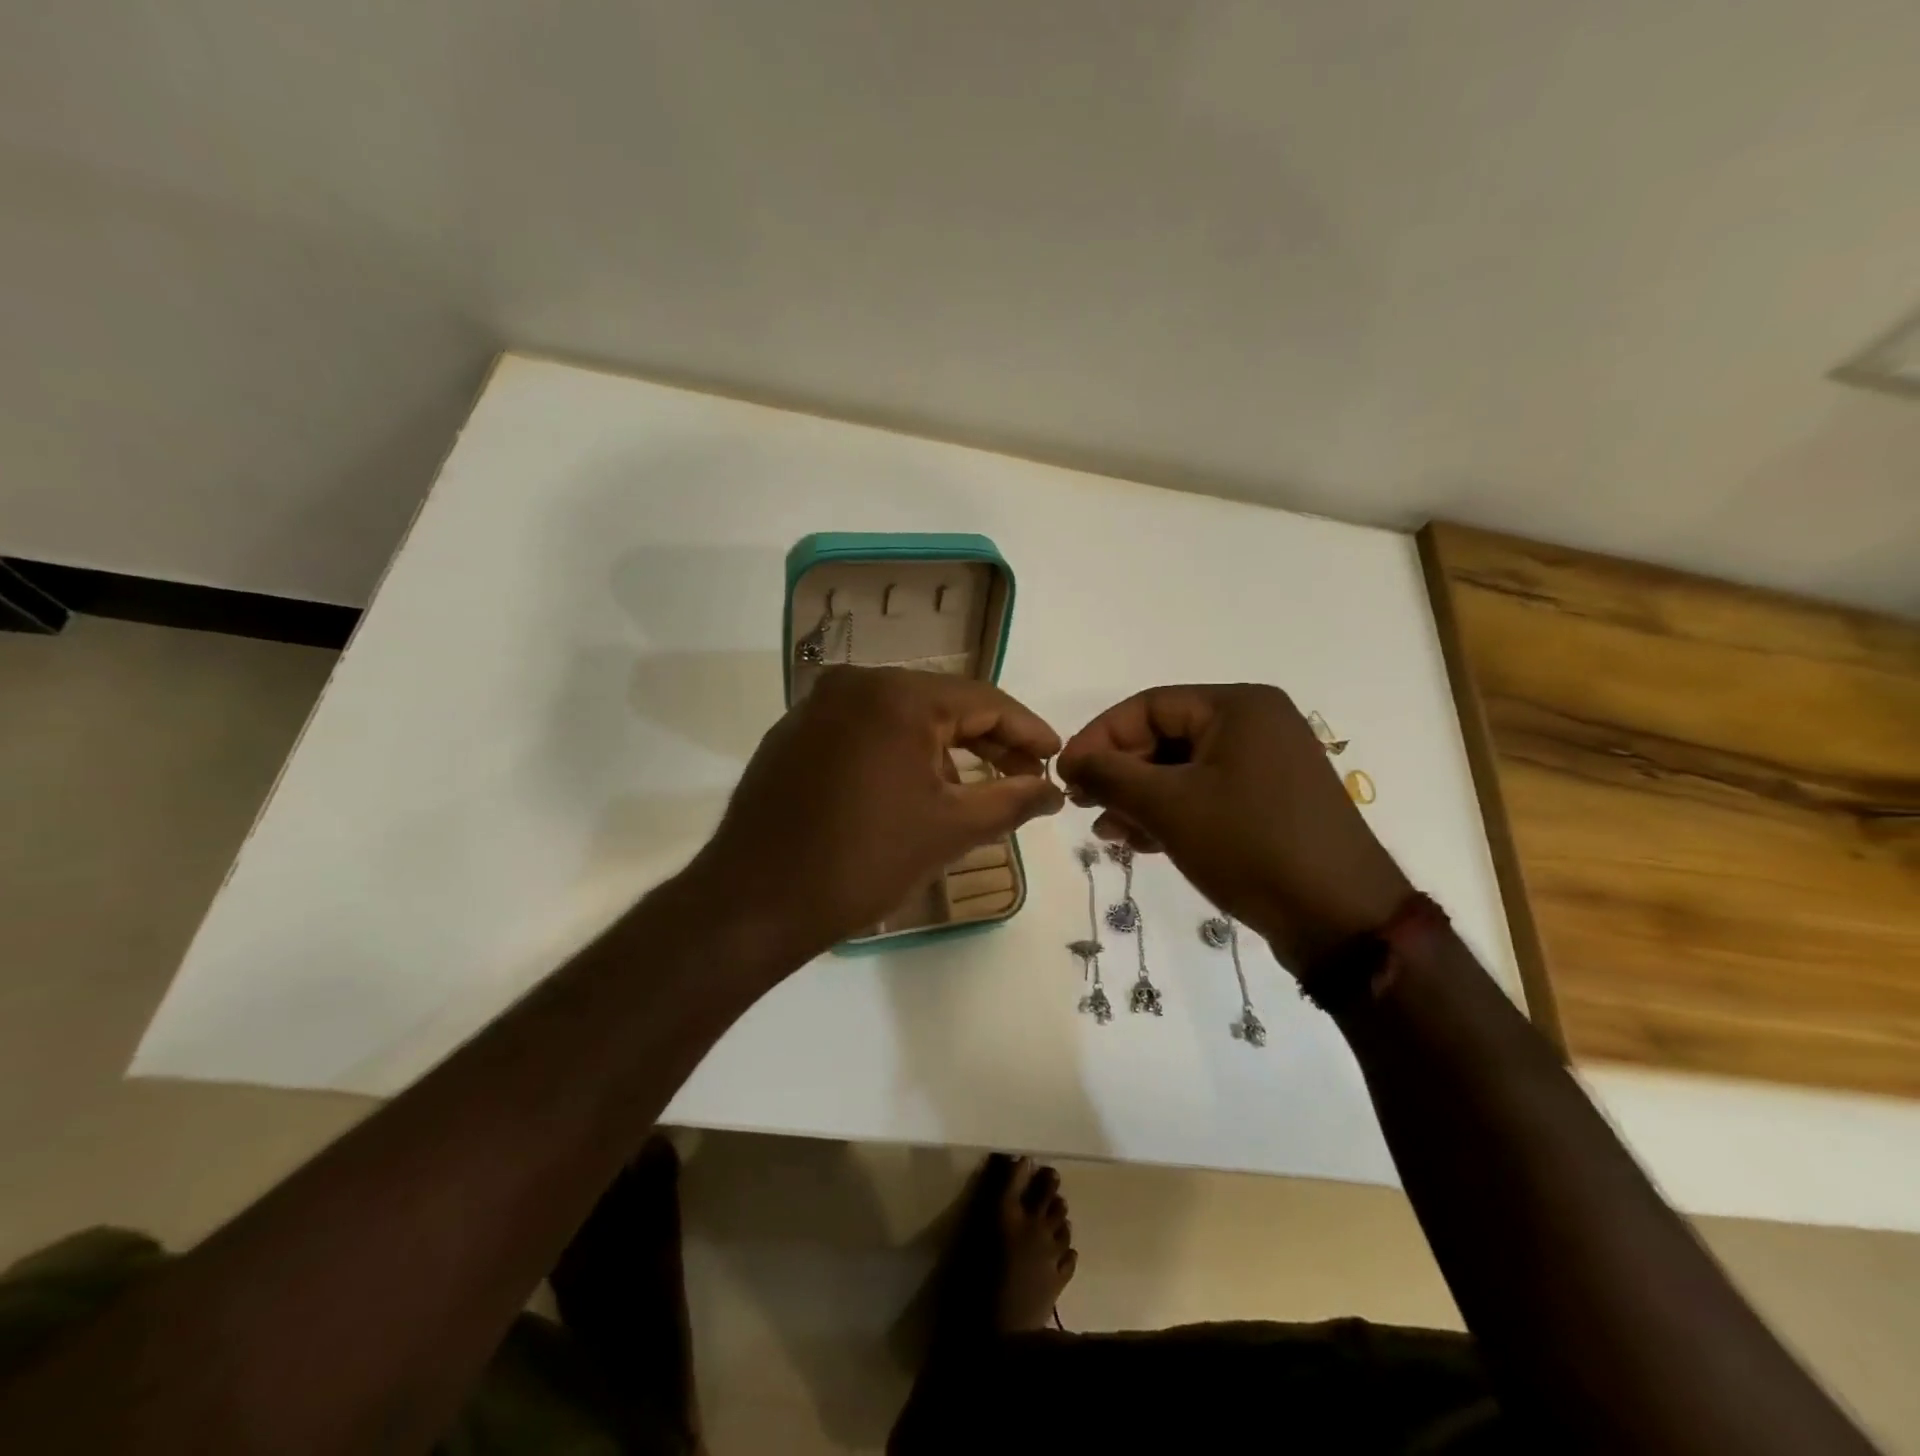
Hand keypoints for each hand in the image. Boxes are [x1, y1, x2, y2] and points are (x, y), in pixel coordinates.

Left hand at [685, 667, 1063, 966]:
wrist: (755, 901)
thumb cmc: (863, 861)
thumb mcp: (950, 830)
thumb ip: (1013, 800)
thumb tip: (1054, 789)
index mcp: (897, 695)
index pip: (983, 700)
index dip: (1026, 729)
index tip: (1056, 755)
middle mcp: (855, 683)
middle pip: (941, 704)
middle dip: (988, 741)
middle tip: (1026, 774)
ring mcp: (818, 706)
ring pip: (901, 717)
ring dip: (944, 749)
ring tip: (977, 788)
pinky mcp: (795, 733)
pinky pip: (865, 730)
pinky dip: (899, 752)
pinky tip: (917, 788)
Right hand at [1057, 684, 1409, 972]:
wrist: (1341, 919)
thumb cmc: (1249, 845)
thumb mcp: (1169, 806)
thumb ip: (1110, 775)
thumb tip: (1070, 760)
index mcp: (1238, 707)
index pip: (1147, 706)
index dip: (1099, 738)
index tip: (1065, 775)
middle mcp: (1256, 725)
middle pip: (1164, 737)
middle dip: (1120, 773)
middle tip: (1084, 806)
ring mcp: (1267, 766)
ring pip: (1182, 770)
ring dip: (1139, 799)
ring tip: (1108, 834)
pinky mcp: (1270, 804)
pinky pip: (1206, 795)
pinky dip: (1171, 814)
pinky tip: (1142, 843)